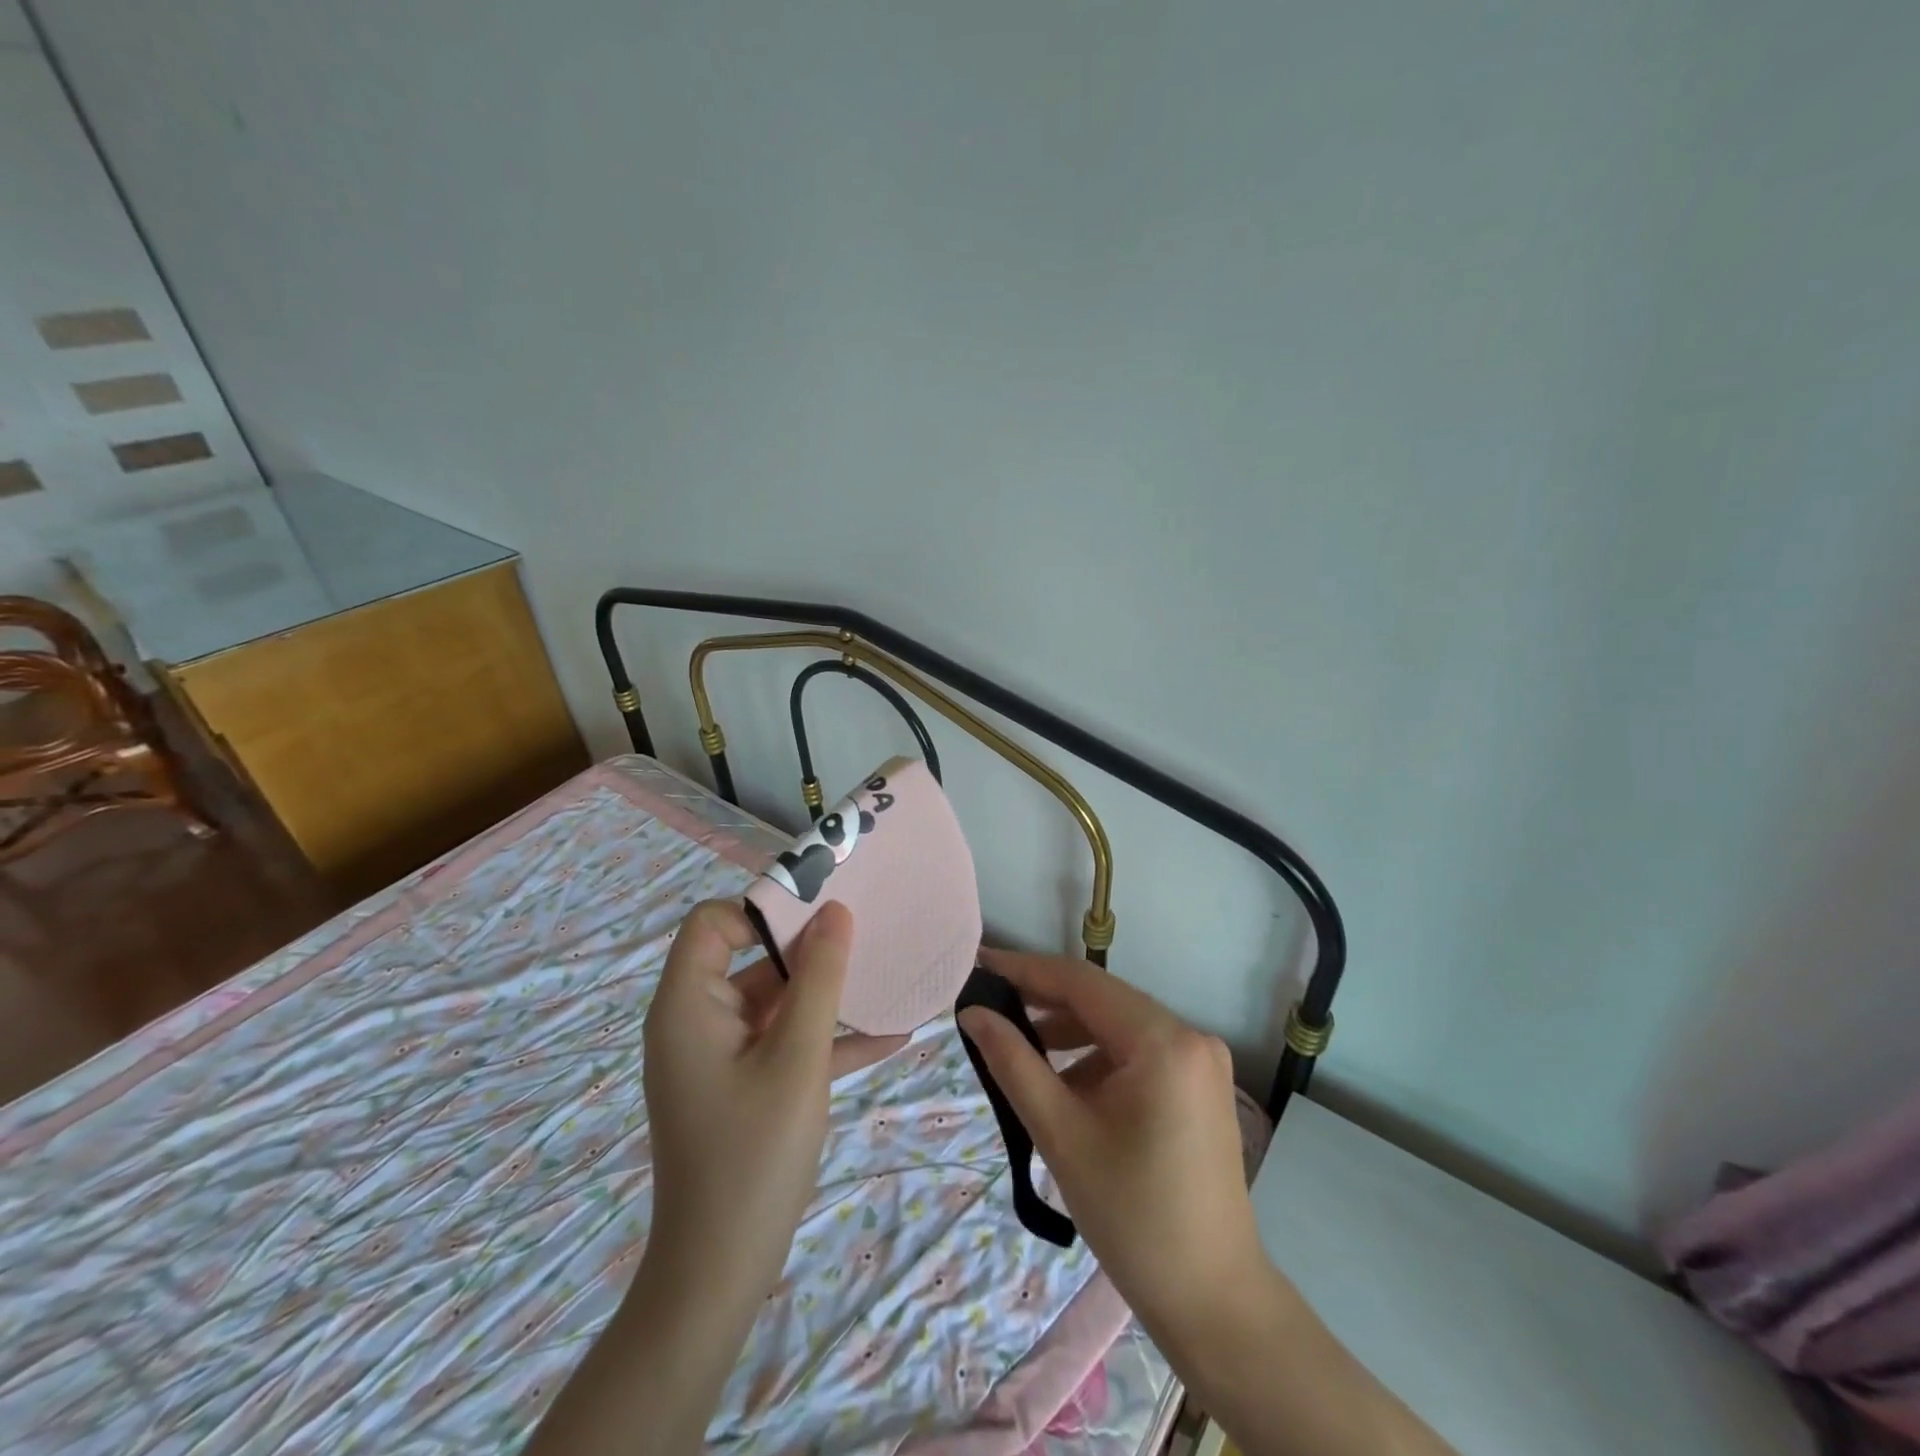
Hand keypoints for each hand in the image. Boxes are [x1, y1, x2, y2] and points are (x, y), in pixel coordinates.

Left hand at [642, 898, 854, 1300]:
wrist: (720, 1273)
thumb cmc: (755, 1155)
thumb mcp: (798, 1058)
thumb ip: (819, 978)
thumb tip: (836, 911)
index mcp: (687, 1005)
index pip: (712, 922)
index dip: (762, 909)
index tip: (821, 913)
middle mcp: (695, 1021)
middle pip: (748, 957)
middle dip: (808, 949)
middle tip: (866, 935)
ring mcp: (718, 1056)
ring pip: (773, 1001)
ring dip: (825, 994)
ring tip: (885, 978)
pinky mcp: (739, 1085)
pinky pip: (782, 1042)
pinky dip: (824, 1037)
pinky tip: (890, 1037)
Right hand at [957, 948, 1268, 1349]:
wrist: (1214, 1302)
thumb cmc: (1132, 1218)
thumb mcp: (1062, 1135)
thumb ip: (1013, 1063)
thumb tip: (973, 1013)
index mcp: (1163, 1041)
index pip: (1082, 982)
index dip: (1026, 970)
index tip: (979, 966)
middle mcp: (1189, 1035)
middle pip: (1102, 1000)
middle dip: (1044, 1002)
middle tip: (990, 1007)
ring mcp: (1200, 1060)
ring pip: (1119, 1026)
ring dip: (1069, 1033)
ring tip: (1020, 1051)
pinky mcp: (1199, 1084)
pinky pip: (1138, 1052)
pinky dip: (1098, 1058)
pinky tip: (1067, 1086)